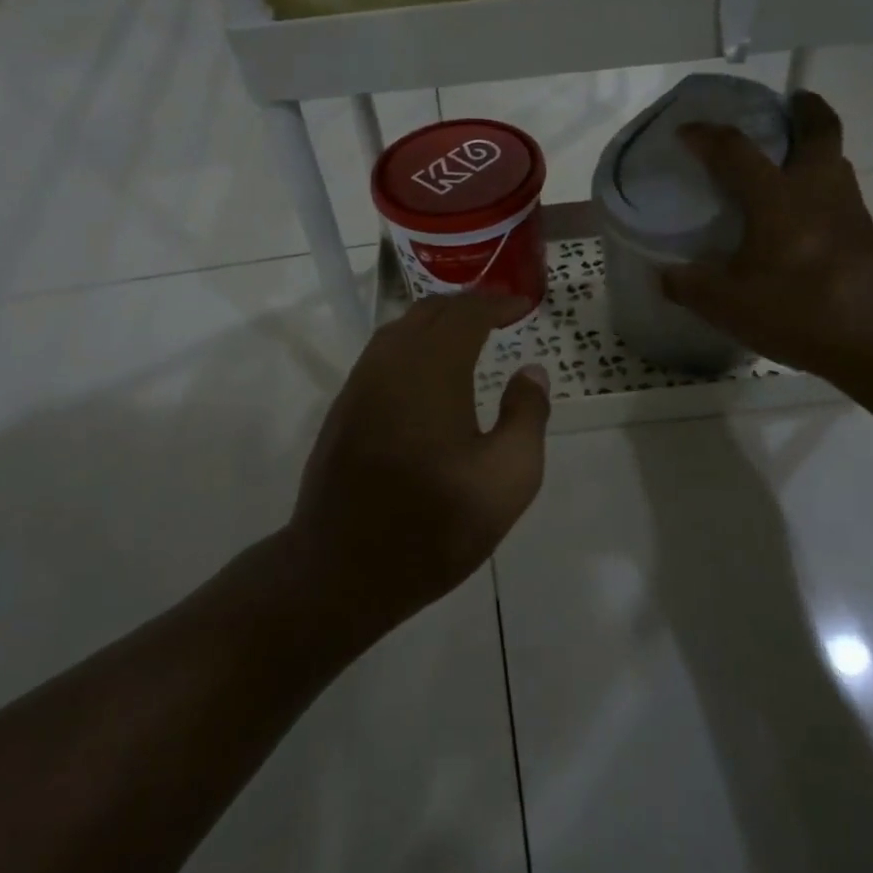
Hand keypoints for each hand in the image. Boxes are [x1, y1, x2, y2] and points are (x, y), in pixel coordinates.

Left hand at [290, 291, 550, 627]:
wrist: (342, 569)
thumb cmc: (435, 525)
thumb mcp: (508, 478)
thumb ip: (527, 415)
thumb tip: (531, 372)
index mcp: (432, 370)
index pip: (466, 313)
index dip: (497, 302)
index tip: (523, 306)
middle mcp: (390, 363)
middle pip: (429, 312)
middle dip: (467, 306)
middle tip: (500, 315)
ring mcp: (360, 385)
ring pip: (400, 330)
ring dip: (437, 323)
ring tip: (469, 337)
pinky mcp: (344, 409)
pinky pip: (382, 355)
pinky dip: (413, 345)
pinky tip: (429, 374)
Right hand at [662, 90, 872, 379]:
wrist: (867, 339)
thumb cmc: (792, 312)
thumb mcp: (724, 304)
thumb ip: (687, 285)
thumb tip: (665, 274)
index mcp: (777, 199)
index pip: (737, 150)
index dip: (707, 136)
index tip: (686, 132)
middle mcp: (817, 189)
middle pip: (820, 129)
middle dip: (803, 108)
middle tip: (785, 105)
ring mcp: (848, 208)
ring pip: (836, 158)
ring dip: (816, 147)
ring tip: (791, 160)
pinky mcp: (865, 232)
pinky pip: (842, 191)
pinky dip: (823, 186)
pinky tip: (807, 215)